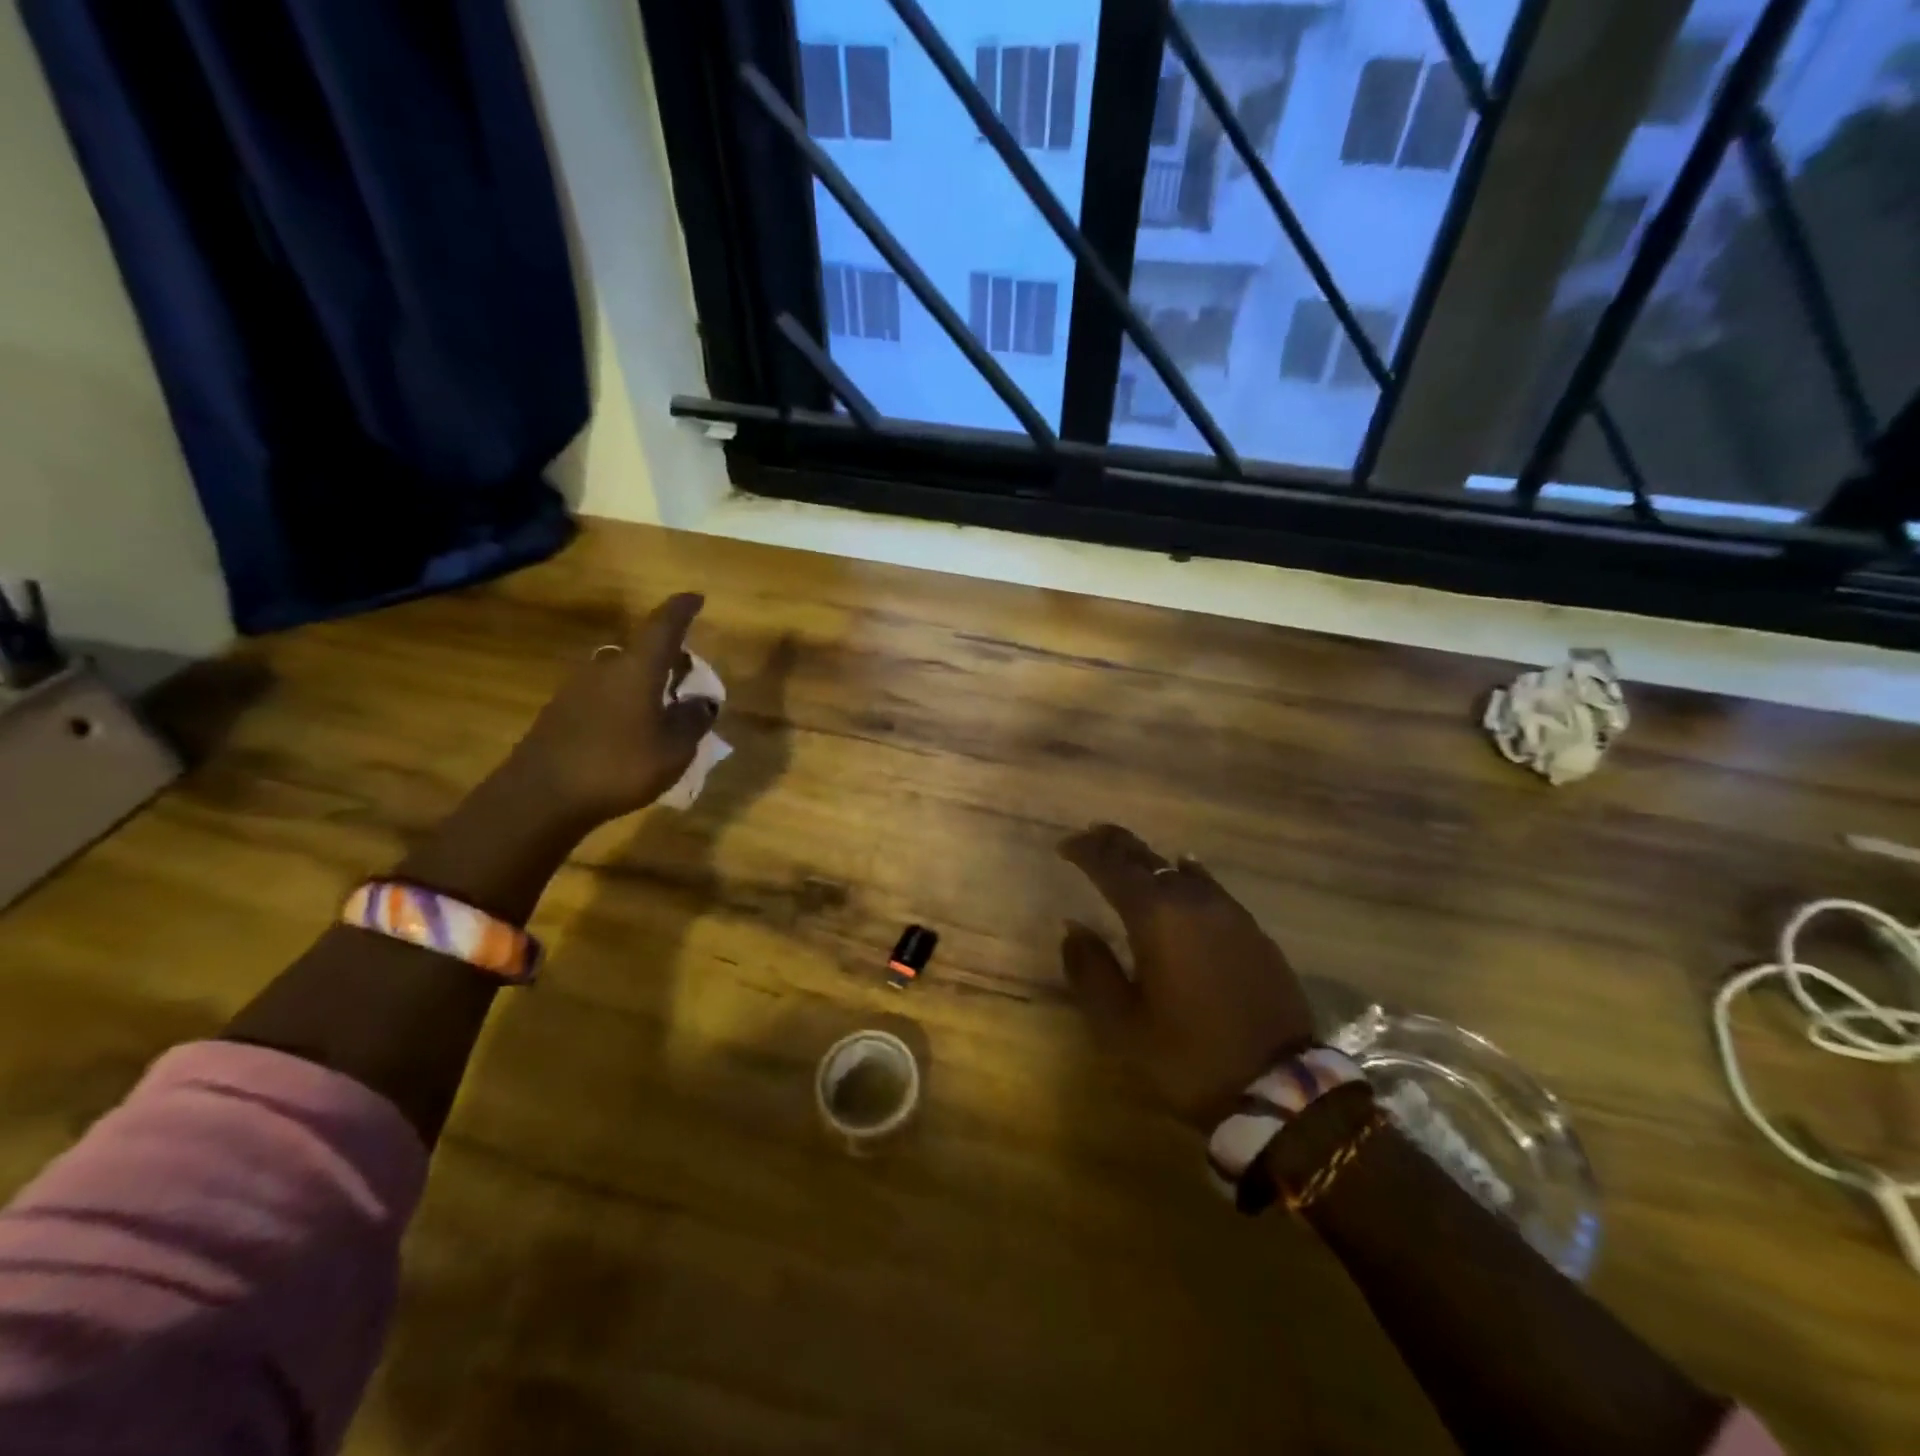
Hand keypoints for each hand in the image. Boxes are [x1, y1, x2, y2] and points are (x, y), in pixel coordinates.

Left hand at [508, 593, 719, 826]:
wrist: (541, 796)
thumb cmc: (619, 765)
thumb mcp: (674, 749)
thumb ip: (693, 721)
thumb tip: (703, 701)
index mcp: (638, 668)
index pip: (664, 625)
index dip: (682, 610)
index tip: (696, 597)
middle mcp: (606, 668)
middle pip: (642, 651)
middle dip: (667, 658)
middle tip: (687, 675)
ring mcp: (578, 689)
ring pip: (621, 675)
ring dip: (644, 684)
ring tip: (663, 708)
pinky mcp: (561, 712)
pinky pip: (603, 697)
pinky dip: (623, 704)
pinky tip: (631, 732)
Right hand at [1058, 824, 1314, 1129]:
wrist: (1279, 1086)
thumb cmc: (1187, 1055)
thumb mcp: (1121, 1023)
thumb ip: (1091, 970)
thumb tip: (1073, 928)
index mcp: (1155, 917)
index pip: (1112, 867)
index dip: (1085, 851)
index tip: (1064, 846)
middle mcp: (1192, 900)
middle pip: (1146, 858)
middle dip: (1115, 844)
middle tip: (1091, 836)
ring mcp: (1228, 912)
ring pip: (1179, 870)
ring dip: (1149, 859)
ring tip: (1128, 856)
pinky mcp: (1252, 930)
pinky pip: (1209, 887)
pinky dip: (1185, 875)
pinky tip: (1184, 872)